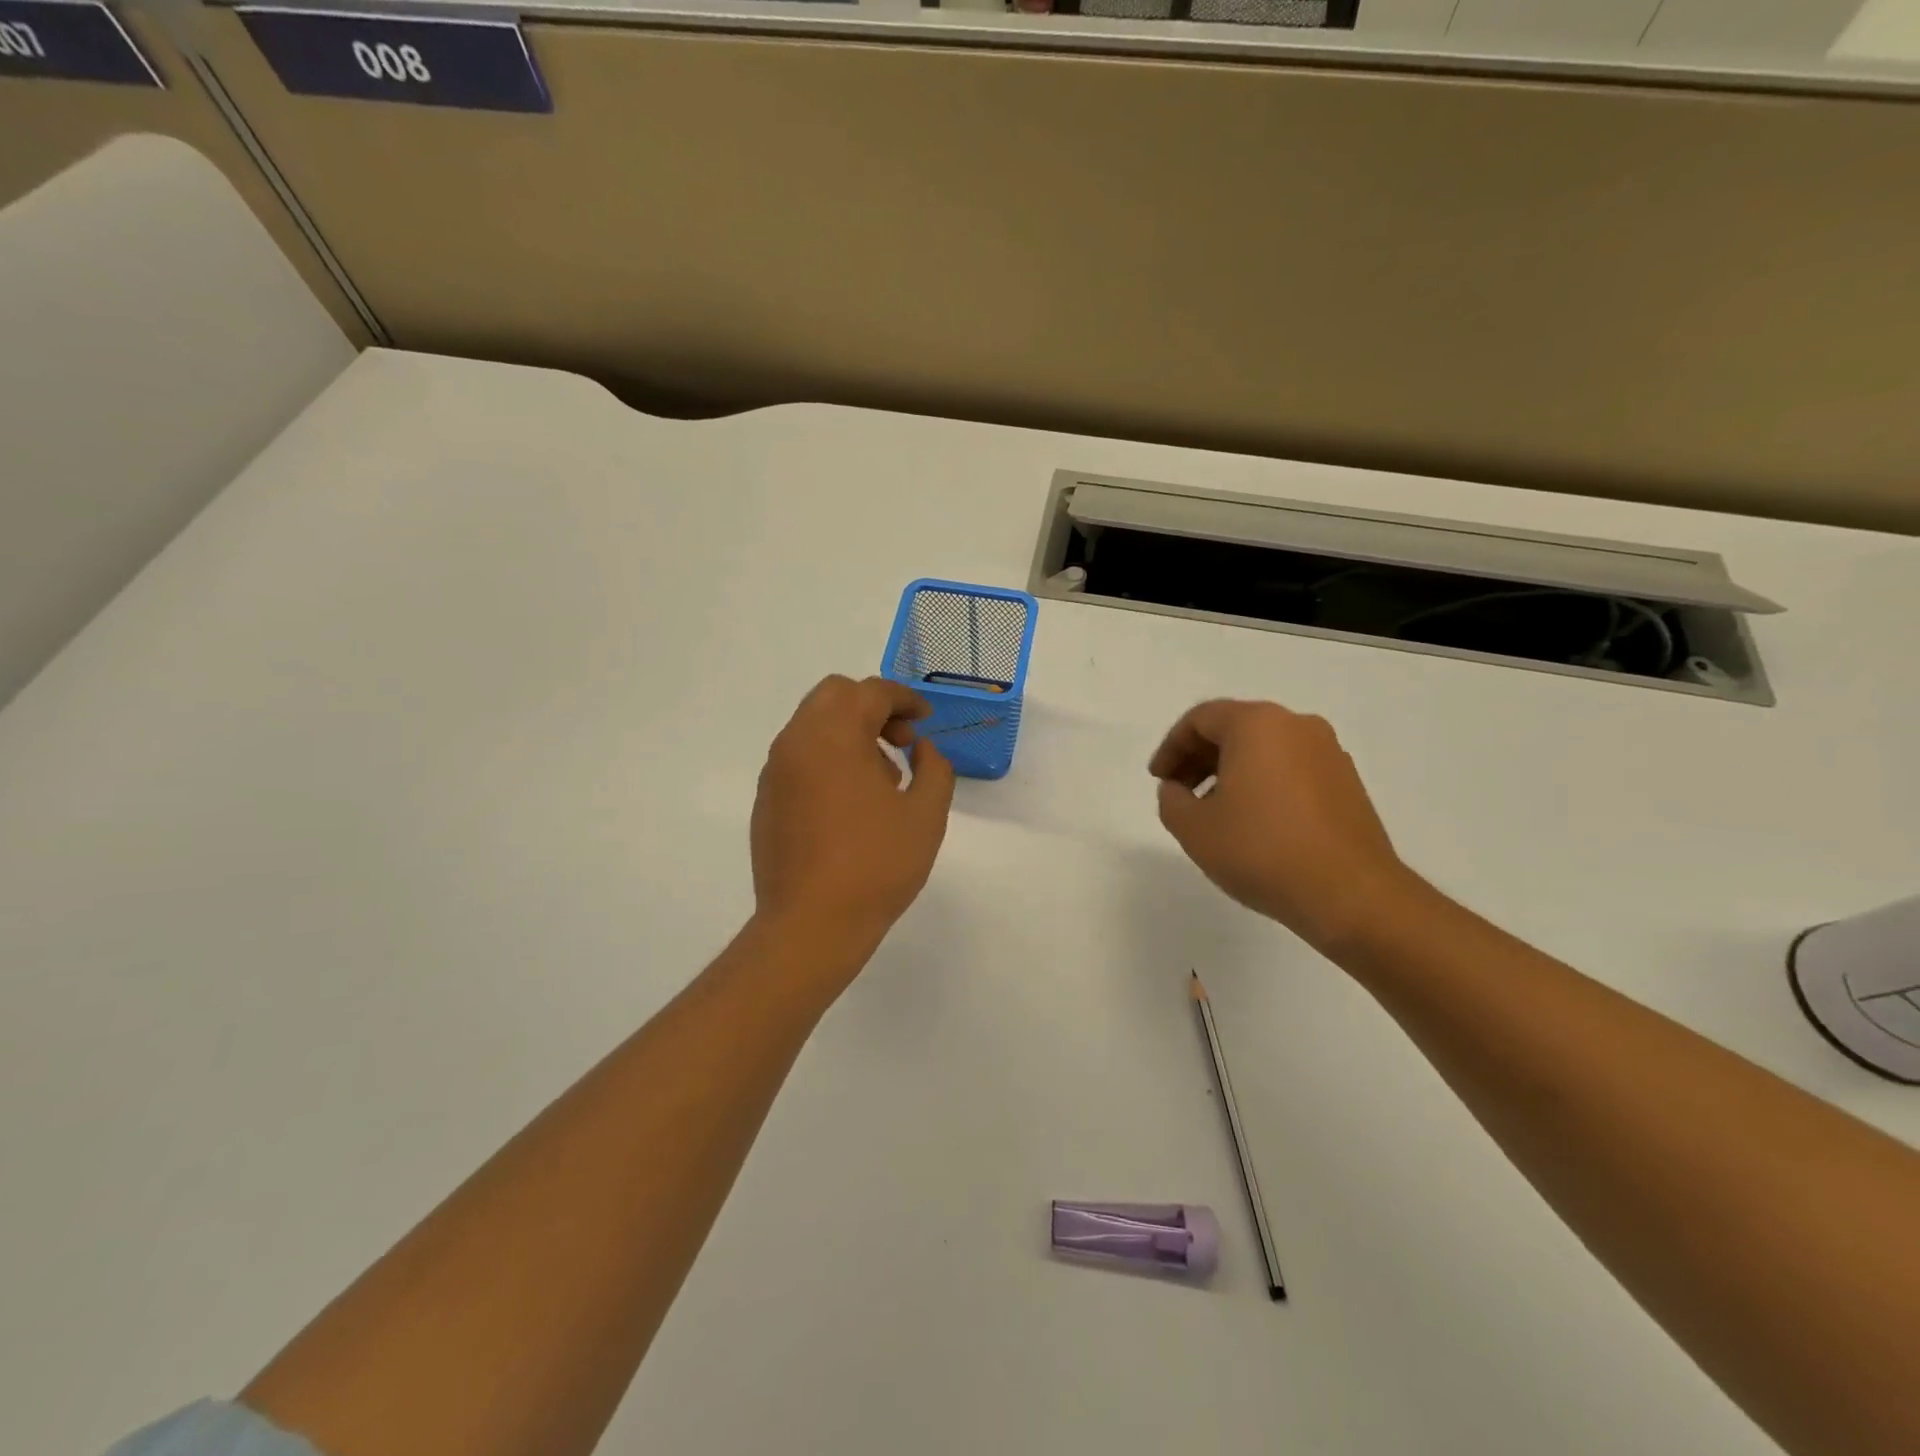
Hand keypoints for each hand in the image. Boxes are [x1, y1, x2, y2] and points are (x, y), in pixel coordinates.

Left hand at [751, 675, 955, 957]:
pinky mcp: (766, 800)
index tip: (925, 721)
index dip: (905, 699)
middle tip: (902, 742)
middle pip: (834, 696)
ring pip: (813, 725)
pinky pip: (799, 757)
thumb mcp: (926, 814)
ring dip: (850, 732)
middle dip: (872, 707)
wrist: (811, 924)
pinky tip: (851, 803)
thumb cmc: (877, 865)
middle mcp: (796, 742)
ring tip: (883, 778)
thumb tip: (921, 749)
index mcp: (834, 736)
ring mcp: (775, 772)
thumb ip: (934, 768)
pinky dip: (828, 758)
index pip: (870, 692)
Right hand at [1149, 700, 1411, 950]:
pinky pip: (1291, 769)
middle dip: (1199, 758)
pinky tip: (1254, 823)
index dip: (1171, 747)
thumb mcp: (1193, 829)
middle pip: (1235, 728)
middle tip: (1179, 793)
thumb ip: (1170, 800)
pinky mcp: (1347, 782)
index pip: (1201, 718)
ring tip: (1215, 812)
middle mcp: (1296, 726)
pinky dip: (1264, 783)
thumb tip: (1177, 790)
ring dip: (1231, 772)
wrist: (1350, 894)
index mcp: (1257, 724)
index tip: (1159, 780)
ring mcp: (1328, 753)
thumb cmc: (1262, 851)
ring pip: (1265, 749)